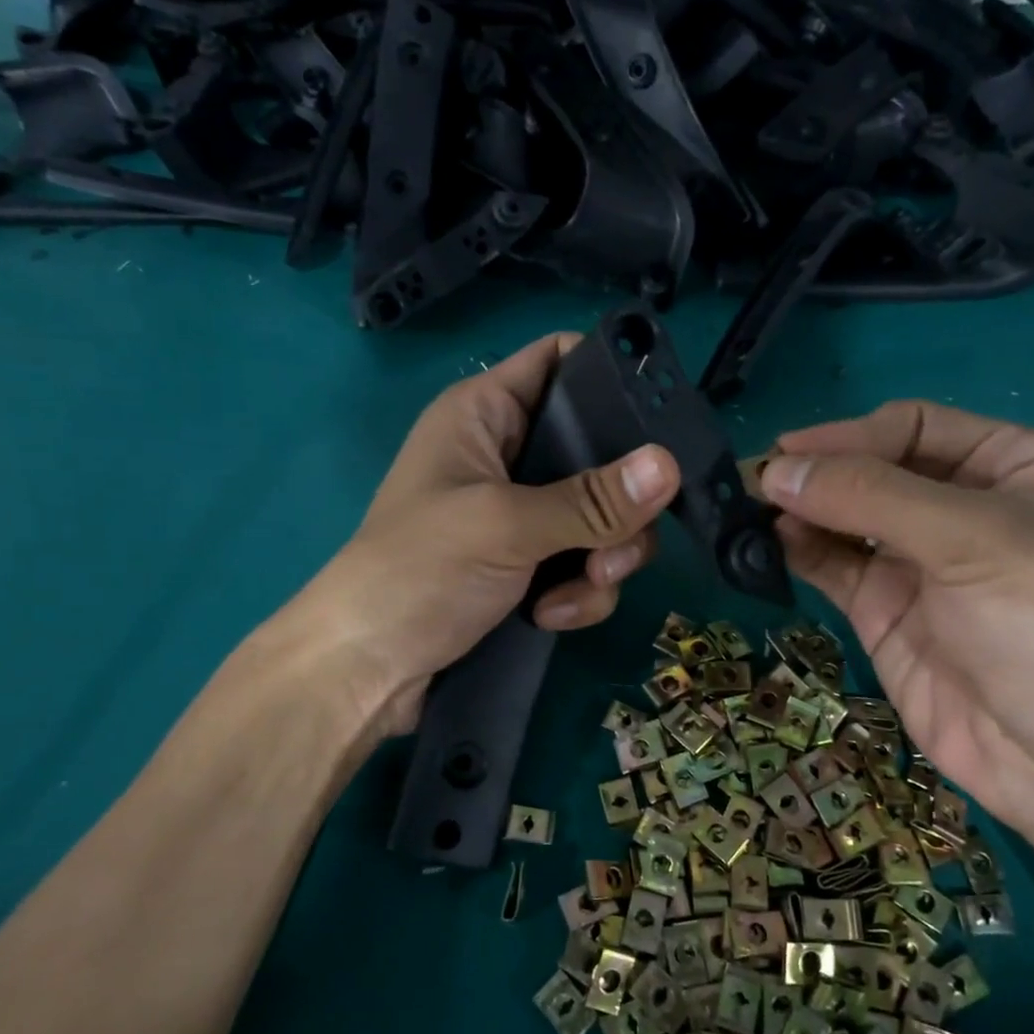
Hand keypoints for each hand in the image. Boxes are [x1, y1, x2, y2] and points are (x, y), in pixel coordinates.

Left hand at [298, 333, 681, 736]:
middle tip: (618, 544)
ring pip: (601, 518)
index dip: (610, 375)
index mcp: (486, 415)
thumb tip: (670, 465)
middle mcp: (508, 456)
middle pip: (599, 452)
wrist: (364, 672)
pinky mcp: (528, 567)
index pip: (559, 361)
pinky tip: (550, 617)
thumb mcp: (505, 526)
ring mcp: (520, 515)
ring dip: (603, 559)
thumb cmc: (417, 572)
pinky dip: (578, 593)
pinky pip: (583, 564)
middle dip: (619, 503)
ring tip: (576, 592)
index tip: (663, 417)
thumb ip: (590, 500)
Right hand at [759, 401, 1033, 840]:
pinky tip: (767, 544)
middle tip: (754, 481)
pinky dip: (796, 550)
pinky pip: (830, 563)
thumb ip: (869, 497)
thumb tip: (774, 471)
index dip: (848, 435)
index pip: (910, 427)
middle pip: (869, 468)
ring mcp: (915, 559)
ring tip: (749, 512)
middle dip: (816, 473)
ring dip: (798, 510)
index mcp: (1006, 465)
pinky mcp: (881, 607)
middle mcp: (957, 504)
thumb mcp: (970, 541)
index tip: (787, 454)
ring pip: (842, 516)